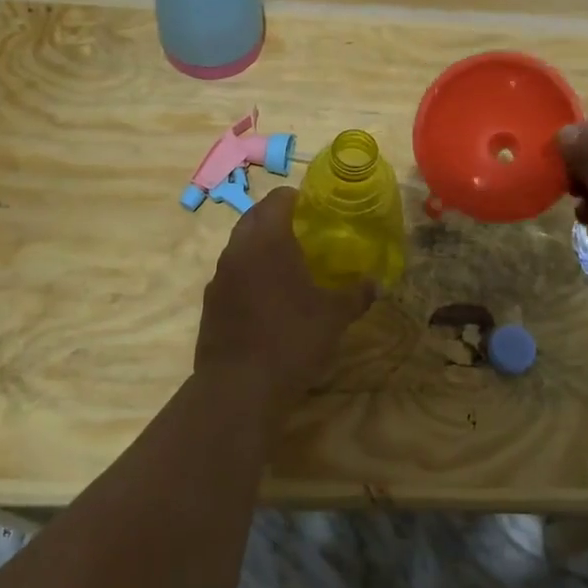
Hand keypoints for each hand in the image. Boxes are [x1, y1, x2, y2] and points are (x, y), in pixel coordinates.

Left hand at [195, 187, 374, 410]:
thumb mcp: (334, 317)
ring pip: (240, 246)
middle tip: (305, 233)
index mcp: (267, 240)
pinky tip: (268, 298)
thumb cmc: (292, 339)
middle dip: (277, 219)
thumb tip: (377, 283)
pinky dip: (249, 275)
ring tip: (288, 265)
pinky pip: (232, 275)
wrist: (239, 388)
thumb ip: (356, 294)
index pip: (278, 199)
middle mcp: (238, 250)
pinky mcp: (210, 304)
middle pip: (254, 217)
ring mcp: (219, 277)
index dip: (297, 198)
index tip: (316, 209)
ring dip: (260, 247)